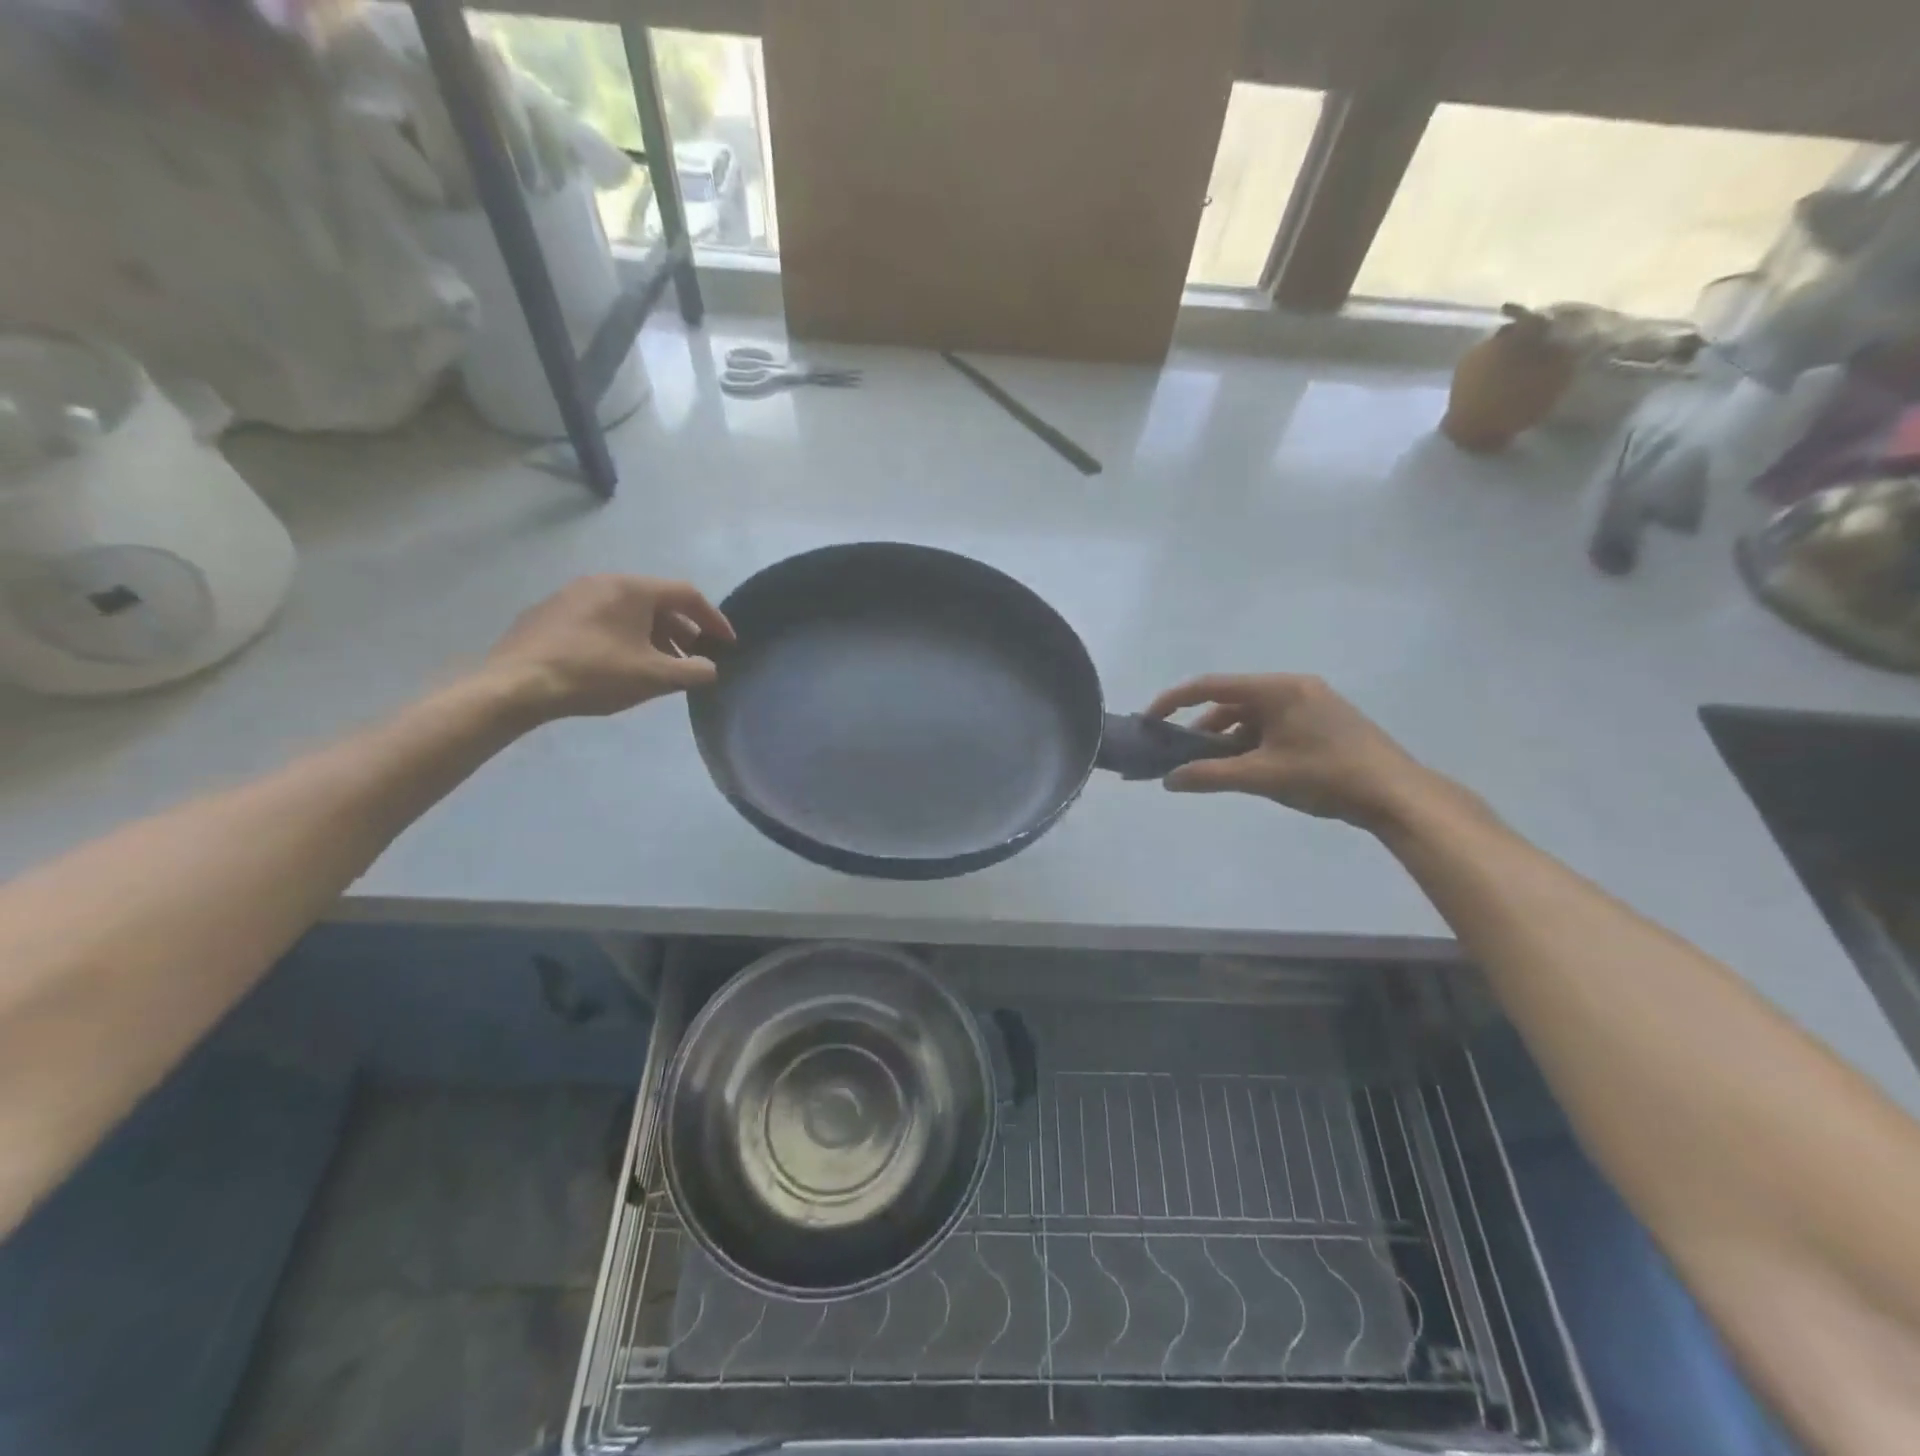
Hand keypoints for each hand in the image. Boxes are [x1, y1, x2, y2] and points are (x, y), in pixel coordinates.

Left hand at [482, 575, 734, 721]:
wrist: (516, 684)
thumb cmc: (595, 674)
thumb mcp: (654, 677)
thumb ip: (692, 671)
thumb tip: (710, 668)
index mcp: (632, 589)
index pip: (687, 595)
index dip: (713, 619)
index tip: (727, 643)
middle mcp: (603, 581)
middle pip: (657, 601)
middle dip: (682, 630)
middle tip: (694, 657)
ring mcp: (572, 594)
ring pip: (627, 610)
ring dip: (653, 635)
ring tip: (660, 665)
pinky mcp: (550, 613)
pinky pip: (601, 618)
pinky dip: (623, 635)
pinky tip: (620, 663)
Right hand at [1145, 673, 1443, 829]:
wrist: (1398, 796)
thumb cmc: (1327, 777)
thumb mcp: (1262, 776)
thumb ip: (1210, 775)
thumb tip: (1169, 780)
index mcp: (1278, 689)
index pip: (1211, 686)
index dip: (1174, 701)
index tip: (1150, 721)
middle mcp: (1293, 688)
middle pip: (1231, 701)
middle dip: (1202, 729)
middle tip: (1182, 756)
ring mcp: (1311, 704)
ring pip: (1252, 716)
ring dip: (1227, 740)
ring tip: (1213, 770)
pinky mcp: (1322, 722)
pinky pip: (1272, 725)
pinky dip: (1252, 744)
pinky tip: (1247, 770)